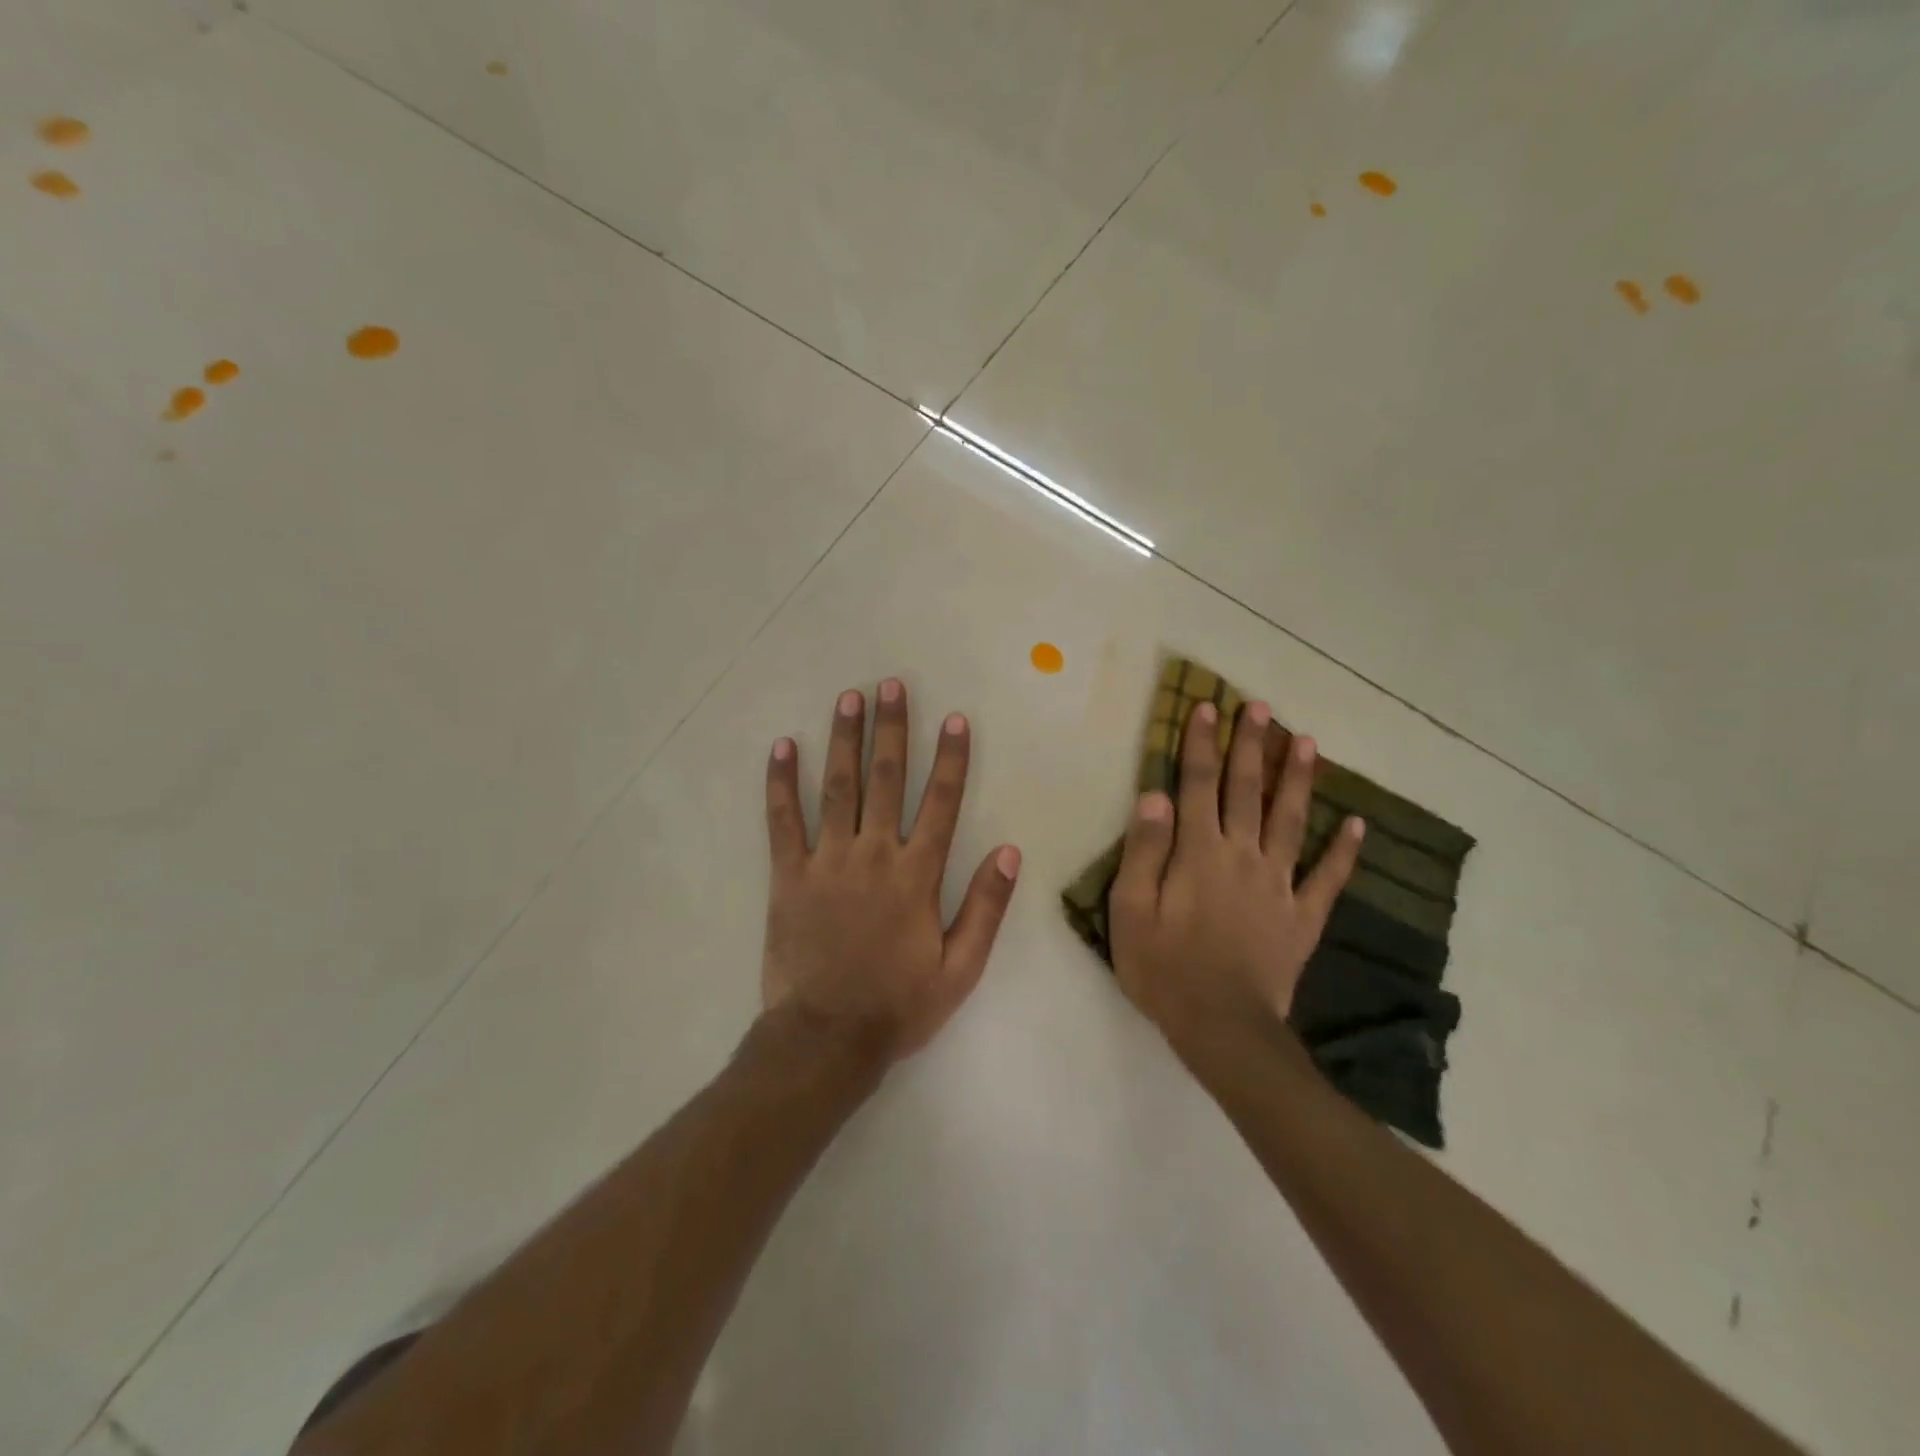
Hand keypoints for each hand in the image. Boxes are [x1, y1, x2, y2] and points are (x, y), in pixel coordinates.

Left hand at [761, 679, 1020, 1062]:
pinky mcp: (789, 876)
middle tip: (890, 685)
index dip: (950, 758)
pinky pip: (783, 821)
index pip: (940, 803)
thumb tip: (1009, 852)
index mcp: (917, 875)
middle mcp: (874, 855)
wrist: (827, 1038)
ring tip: (849, 698)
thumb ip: (986, 907)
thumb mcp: (960, 968)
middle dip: (891, 729)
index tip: (954, 719)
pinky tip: (782, 747)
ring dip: (844, 740)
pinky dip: (782, 783)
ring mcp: (827, 861)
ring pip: (838, 788)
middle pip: (885, 780)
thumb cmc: (898, 1005)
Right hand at [1109, 699, 1363, 1051]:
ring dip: (1299, 779)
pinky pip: (1328, 878)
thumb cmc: (1164, 968)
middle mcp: (1243, 856)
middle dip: (1251, 746)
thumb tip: (1155, 796)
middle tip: (1261, 707)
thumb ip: (1144, 851)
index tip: (1207, 707)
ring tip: (1308, 742)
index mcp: (1199, 853)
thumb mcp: (1131, 910)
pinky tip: (1358, 824)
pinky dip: (1345, 851)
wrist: (1222, 1027)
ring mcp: (1279, 885)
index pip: (1197, 785)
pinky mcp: (1303, 917)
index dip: (1200, 744)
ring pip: (1291, 821)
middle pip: (1247, 791)